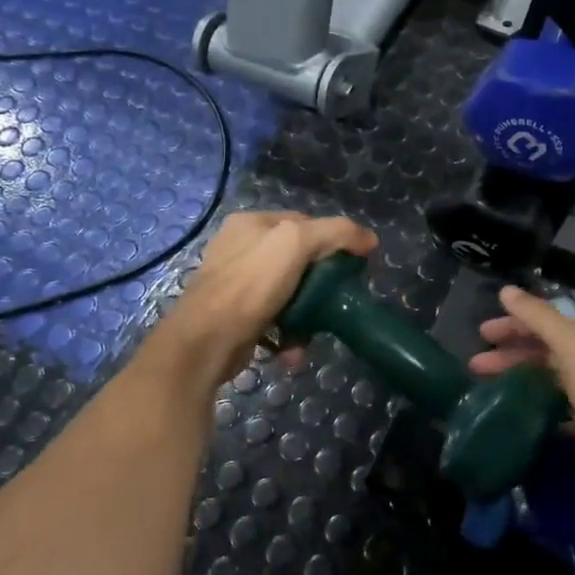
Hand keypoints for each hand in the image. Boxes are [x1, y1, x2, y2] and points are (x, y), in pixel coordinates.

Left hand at [151, 211, 378, 393]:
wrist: (205, 342)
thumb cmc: (250, 286)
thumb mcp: (296, 244)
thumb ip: (335, 233)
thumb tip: (369, 239)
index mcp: (251, 223)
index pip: (304, 223)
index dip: (333, 241)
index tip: (353, 266)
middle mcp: (240, 249)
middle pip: (298, 261)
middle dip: (320, 285)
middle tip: (338, 302)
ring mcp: (235, 284)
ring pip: (288, 294)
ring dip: (307, 316)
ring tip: (312, 335)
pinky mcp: (236, 316)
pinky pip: (274, 320)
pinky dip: (288, 336)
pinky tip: (292, 351)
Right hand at [469, 287, 574, 528]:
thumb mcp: (571, 348)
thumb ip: (539, 319)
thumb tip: (507, 290)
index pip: (547, 323)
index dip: (514, 325)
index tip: (481, 335)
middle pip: (546, 352)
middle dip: (511, 355)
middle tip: (475, 366)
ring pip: (549, 382)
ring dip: (520, 381)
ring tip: (487, 391)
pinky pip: (556, 412)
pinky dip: (535, 409)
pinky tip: (514, 416)